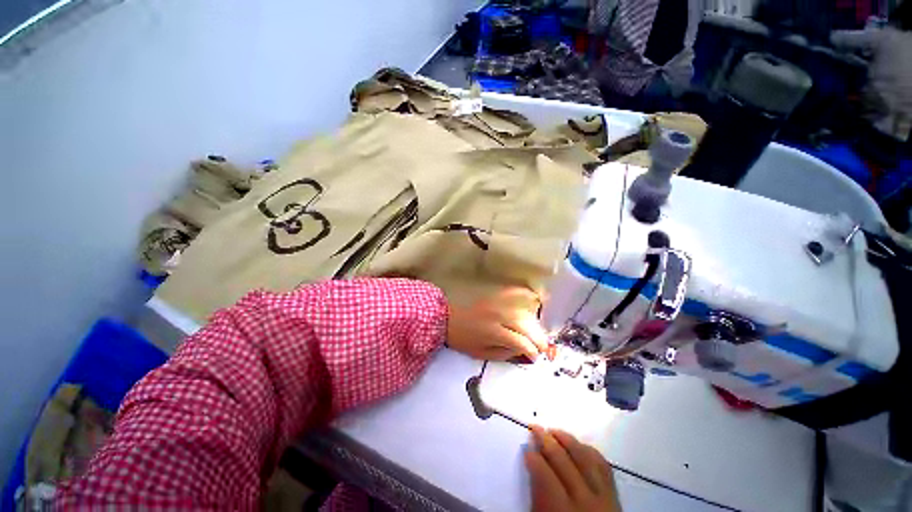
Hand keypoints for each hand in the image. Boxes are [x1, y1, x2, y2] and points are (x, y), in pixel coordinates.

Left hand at [447, 287, 548, 360]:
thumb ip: (503, 354)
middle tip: (544, 347)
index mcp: (494, 333)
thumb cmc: (463, 339)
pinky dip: (525, 294)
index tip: (536, 357)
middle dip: (539, 339)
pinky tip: (535, 297)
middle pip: (526, 326)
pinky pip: (513, 292)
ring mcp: (498, 303)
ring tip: (539, 333)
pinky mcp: (495, 296)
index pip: (521, 342)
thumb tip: (522, 352)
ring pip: (524, 312)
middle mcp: (499, 316)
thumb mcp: (481, 353)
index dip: (532, 351)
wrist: (448, 318)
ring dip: (535, 323)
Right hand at [525, 426, 620, 511]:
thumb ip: (537, 498)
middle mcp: (585, 500)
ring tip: (554, 430)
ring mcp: (604, 497)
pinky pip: (603, 466)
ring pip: (584, 457)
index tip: (526, 448)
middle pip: (563, 460)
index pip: (544, 474)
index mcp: (562, 511)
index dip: (533, 458)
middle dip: (546, 440)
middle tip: (535, 427)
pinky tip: (579, 446)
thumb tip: (531, 465)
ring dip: (567, 440)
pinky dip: (590, 451)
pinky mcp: (616, 496)